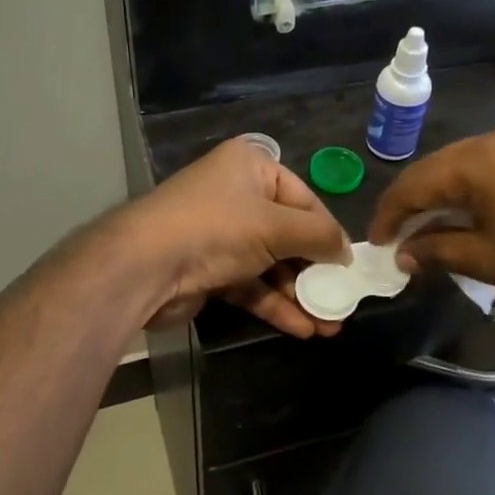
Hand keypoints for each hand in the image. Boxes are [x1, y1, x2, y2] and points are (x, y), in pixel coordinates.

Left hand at [117, 138, 352, 337]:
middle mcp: (236, 195)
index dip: (328, 233)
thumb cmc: (217, 228)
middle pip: (288, 234)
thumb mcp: (277, 226)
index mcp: (251, 166)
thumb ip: (319, 237)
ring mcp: (220, 234)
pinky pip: (251, 285)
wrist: (144, 266)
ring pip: (271, 265)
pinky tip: (302, 328)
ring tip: (330, 325)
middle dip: (316, 271)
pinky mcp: (210, 269)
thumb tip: (347, 253)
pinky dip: (275, 304)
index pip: (304, 199)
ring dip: (299, 294)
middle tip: (342, 300)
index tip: (350, 265)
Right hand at [368, 126, 494, 311]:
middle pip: (436, 170)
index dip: (389, 215)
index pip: (414, 182)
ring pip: (463, 170)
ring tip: (427, 236)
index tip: (374, 245)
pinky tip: (467, 222)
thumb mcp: (491, 261)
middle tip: (397, 243)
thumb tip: (403, 255)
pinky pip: (491, 172)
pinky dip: (470, 196)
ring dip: (441, 201)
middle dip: (412, 206)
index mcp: (478, 159)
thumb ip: (438, 251)